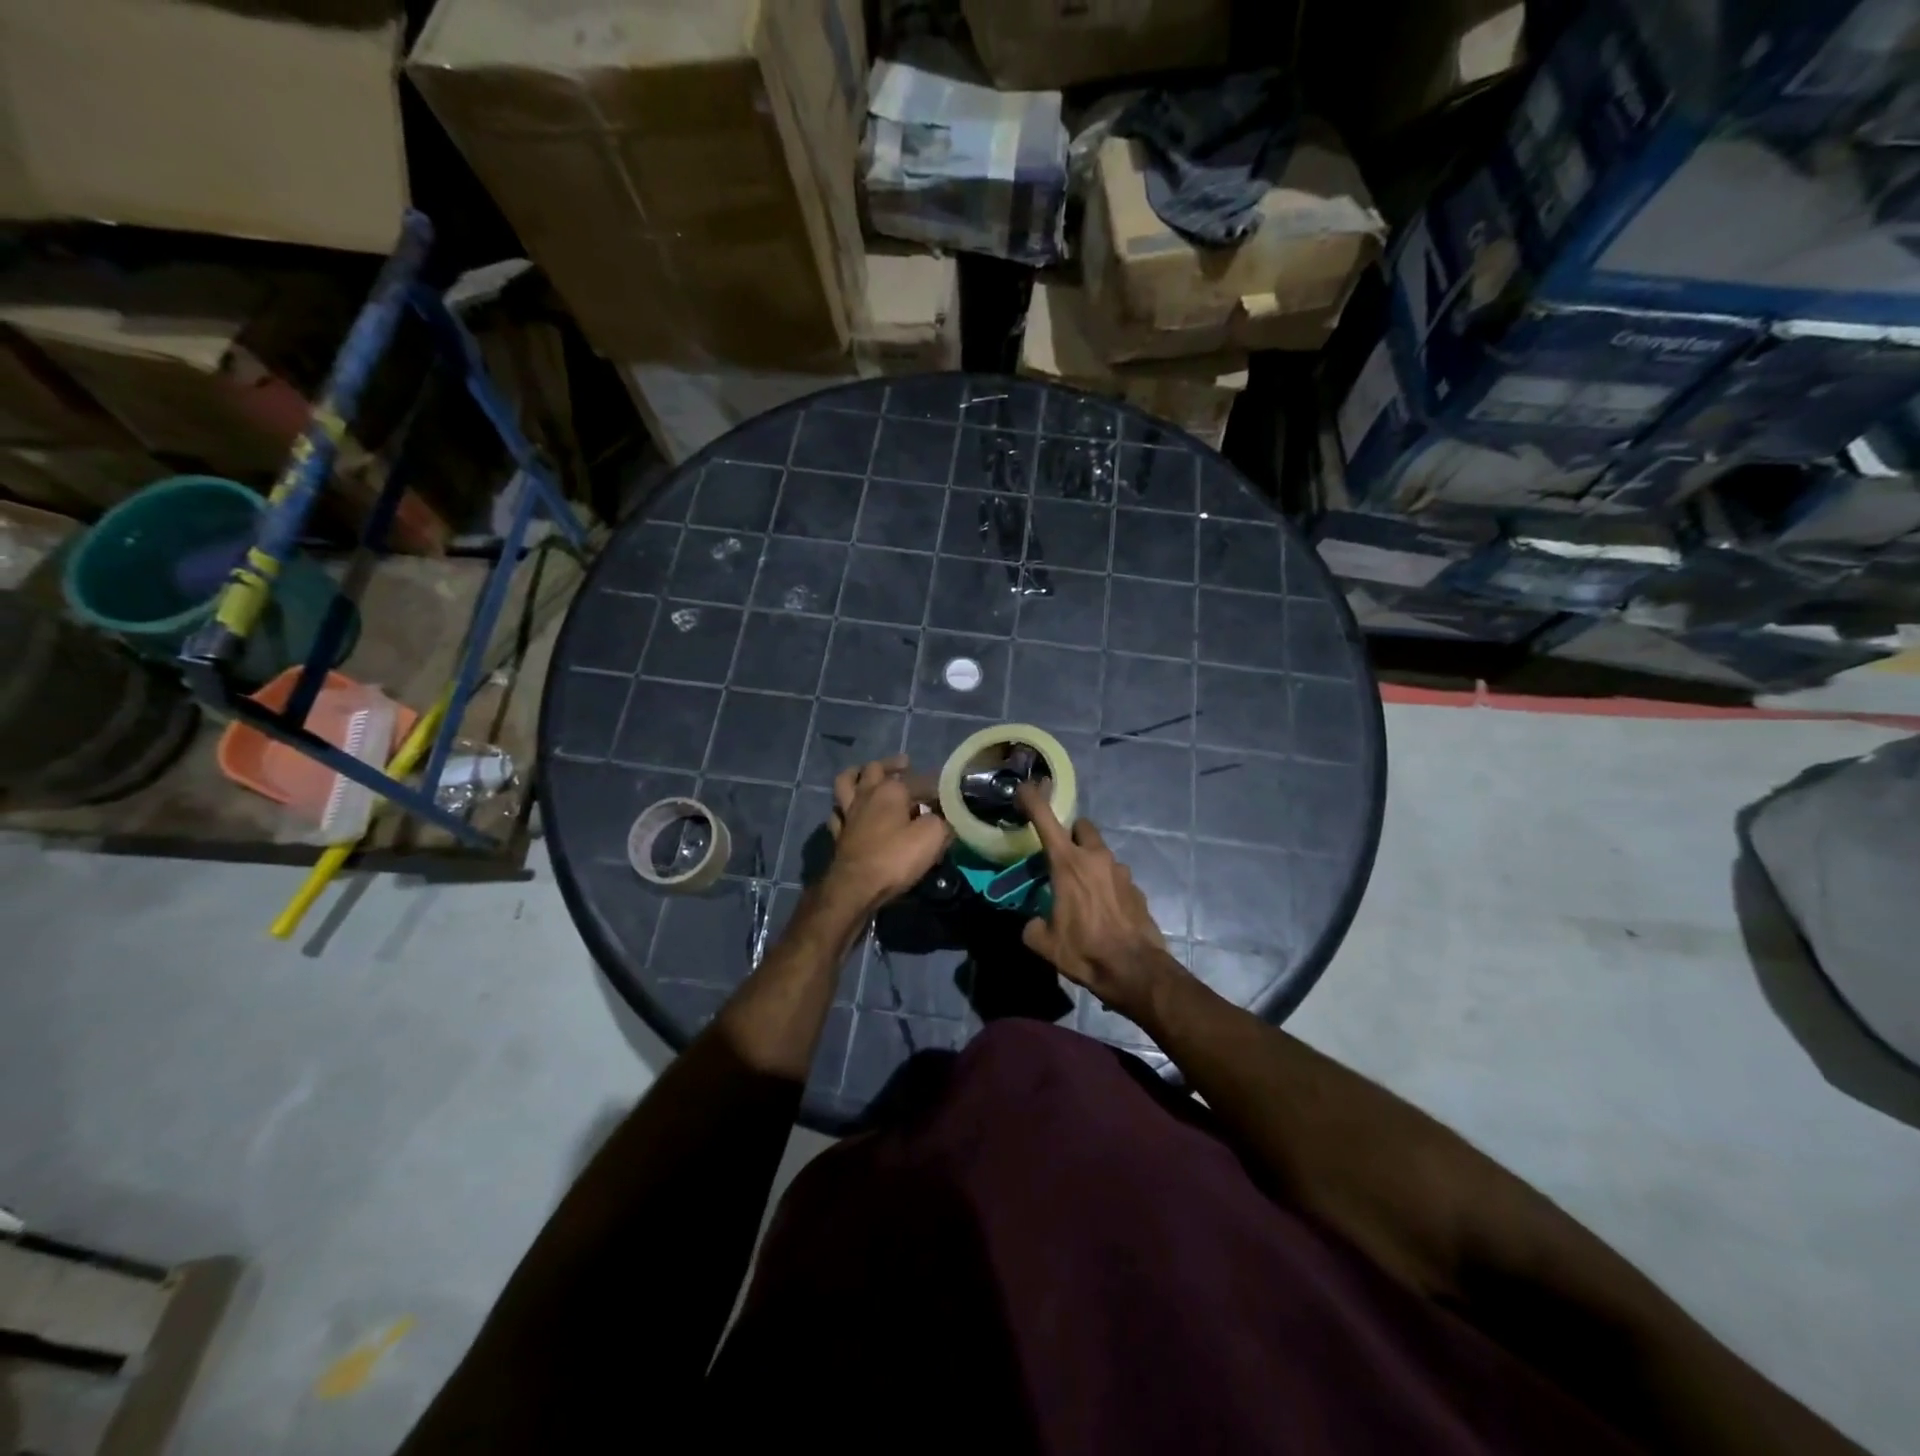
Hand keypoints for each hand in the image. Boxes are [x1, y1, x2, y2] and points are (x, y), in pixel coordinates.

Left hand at [825, 756, 953, 913]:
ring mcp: (848, 813)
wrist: (856, 887)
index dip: (933, 784)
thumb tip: (944, 816)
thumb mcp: (933, 837)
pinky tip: (850, 811)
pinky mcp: (838, 833)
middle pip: (874, 769)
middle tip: (904, 765)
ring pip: (846, 783)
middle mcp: (866, 794)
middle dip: (891, 765)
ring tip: (866, 775)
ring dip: (857, 775)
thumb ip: (942, 820)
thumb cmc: (896, 857)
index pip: (917, 779)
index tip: (946, 792)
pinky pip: (838, 812)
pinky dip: (844, 807)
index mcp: (890, 790)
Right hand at [1016, 784, 1180, 1021]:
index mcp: (1068, 864)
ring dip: (1090, 863)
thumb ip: (1033, 926)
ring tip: (1082, 893)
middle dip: (1071, 834)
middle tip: (1061, 856)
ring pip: (1101, 853)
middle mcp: (1096, 858)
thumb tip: (1034, 923)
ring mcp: (1121, 871)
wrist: (1136, 971)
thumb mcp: (1045, 943)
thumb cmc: (1085, 951)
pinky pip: (1116, 877)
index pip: (1045, 819)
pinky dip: (1106, 886)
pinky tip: (1103, 912)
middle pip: (1082, 827)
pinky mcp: (1137, 888)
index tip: (1025, 787)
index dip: (1033, 799)